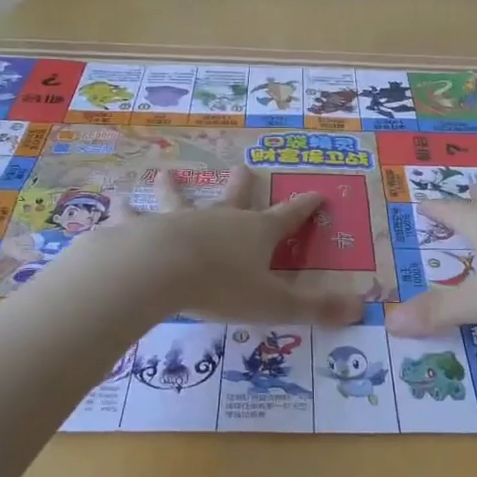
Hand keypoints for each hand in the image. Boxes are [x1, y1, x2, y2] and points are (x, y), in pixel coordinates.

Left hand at [68, 167, 365, 326]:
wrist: (159, 271)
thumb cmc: (221, 287)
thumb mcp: (274, 304)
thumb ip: (315, 309)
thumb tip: (362, 309)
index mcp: (254, 234)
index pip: (288, 217)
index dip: (305, 207)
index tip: (317, 193)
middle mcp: (219, 220)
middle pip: (234, 198)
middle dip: (241, 185)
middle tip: (241, 167)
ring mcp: (179, 220)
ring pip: (178, 200)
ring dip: (173, 189)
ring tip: (164, 174)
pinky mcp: (142, 228)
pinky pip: (132, 217)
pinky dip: (124, 210)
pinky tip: (115, 203)